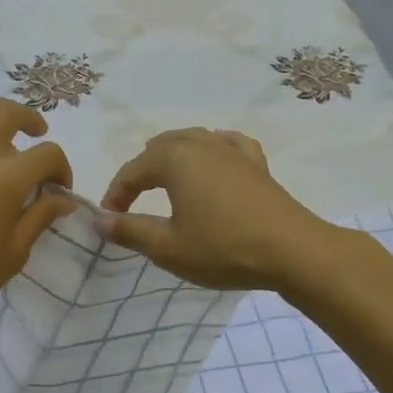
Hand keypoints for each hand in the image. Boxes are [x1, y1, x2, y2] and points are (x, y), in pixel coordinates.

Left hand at [0, 98, 77, 325]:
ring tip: (8, 127)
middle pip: (10, 115)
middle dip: (32, 121)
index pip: (47, 154)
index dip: (62, 169)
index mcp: (7, 177)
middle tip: (39, 135)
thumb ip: (40, 218)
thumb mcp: (14, 253)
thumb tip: (62, 199)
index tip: (59, 191)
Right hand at [96, 128, 338, 290]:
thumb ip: (130, 230)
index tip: (109, 220)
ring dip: (172, 157)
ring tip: (164, 178)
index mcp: (175, 159)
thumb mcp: (168, 247)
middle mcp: (202, 144)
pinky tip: (214, 159)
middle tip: (131, 201)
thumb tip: (99, 220)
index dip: (116, 195)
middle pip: (161, 148)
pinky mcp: (257, 164)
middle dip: (141, 171)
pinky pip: (227, 145)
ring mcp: (233, 150)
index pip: (132, 171)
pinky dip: (212, 150)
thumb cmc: (223, 248)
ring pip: (193, 140)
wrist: (292, 251)